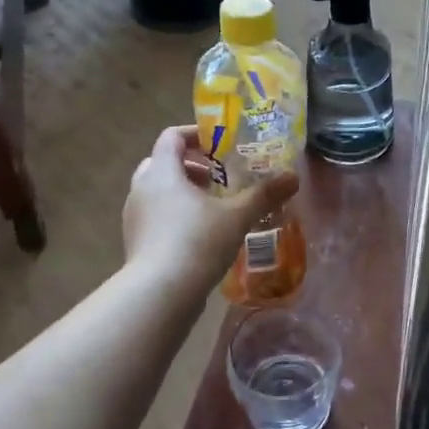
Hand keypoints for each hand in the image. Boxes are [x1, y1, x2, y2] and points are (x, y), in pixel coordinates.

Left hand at [122, 125, 297, 288]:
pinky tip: (200, 235)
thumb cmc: (196, 242)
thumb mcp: (237, 217)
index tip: (221, 144)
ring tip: (214, 207)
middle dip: (191, 166)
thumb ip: (264, 195)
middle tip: (219, 177)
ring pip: (157, 191)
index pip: (172, 137)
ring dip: (183, 192)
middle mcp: (141, 188)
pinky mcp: (136, 242)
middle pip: (162, 163)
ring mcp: (134, 217)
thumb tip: (293, 177)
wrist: (160, 294)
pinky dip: (175, 215)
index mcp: (162, 172)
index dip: (196, 134)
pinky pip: (155, 216)